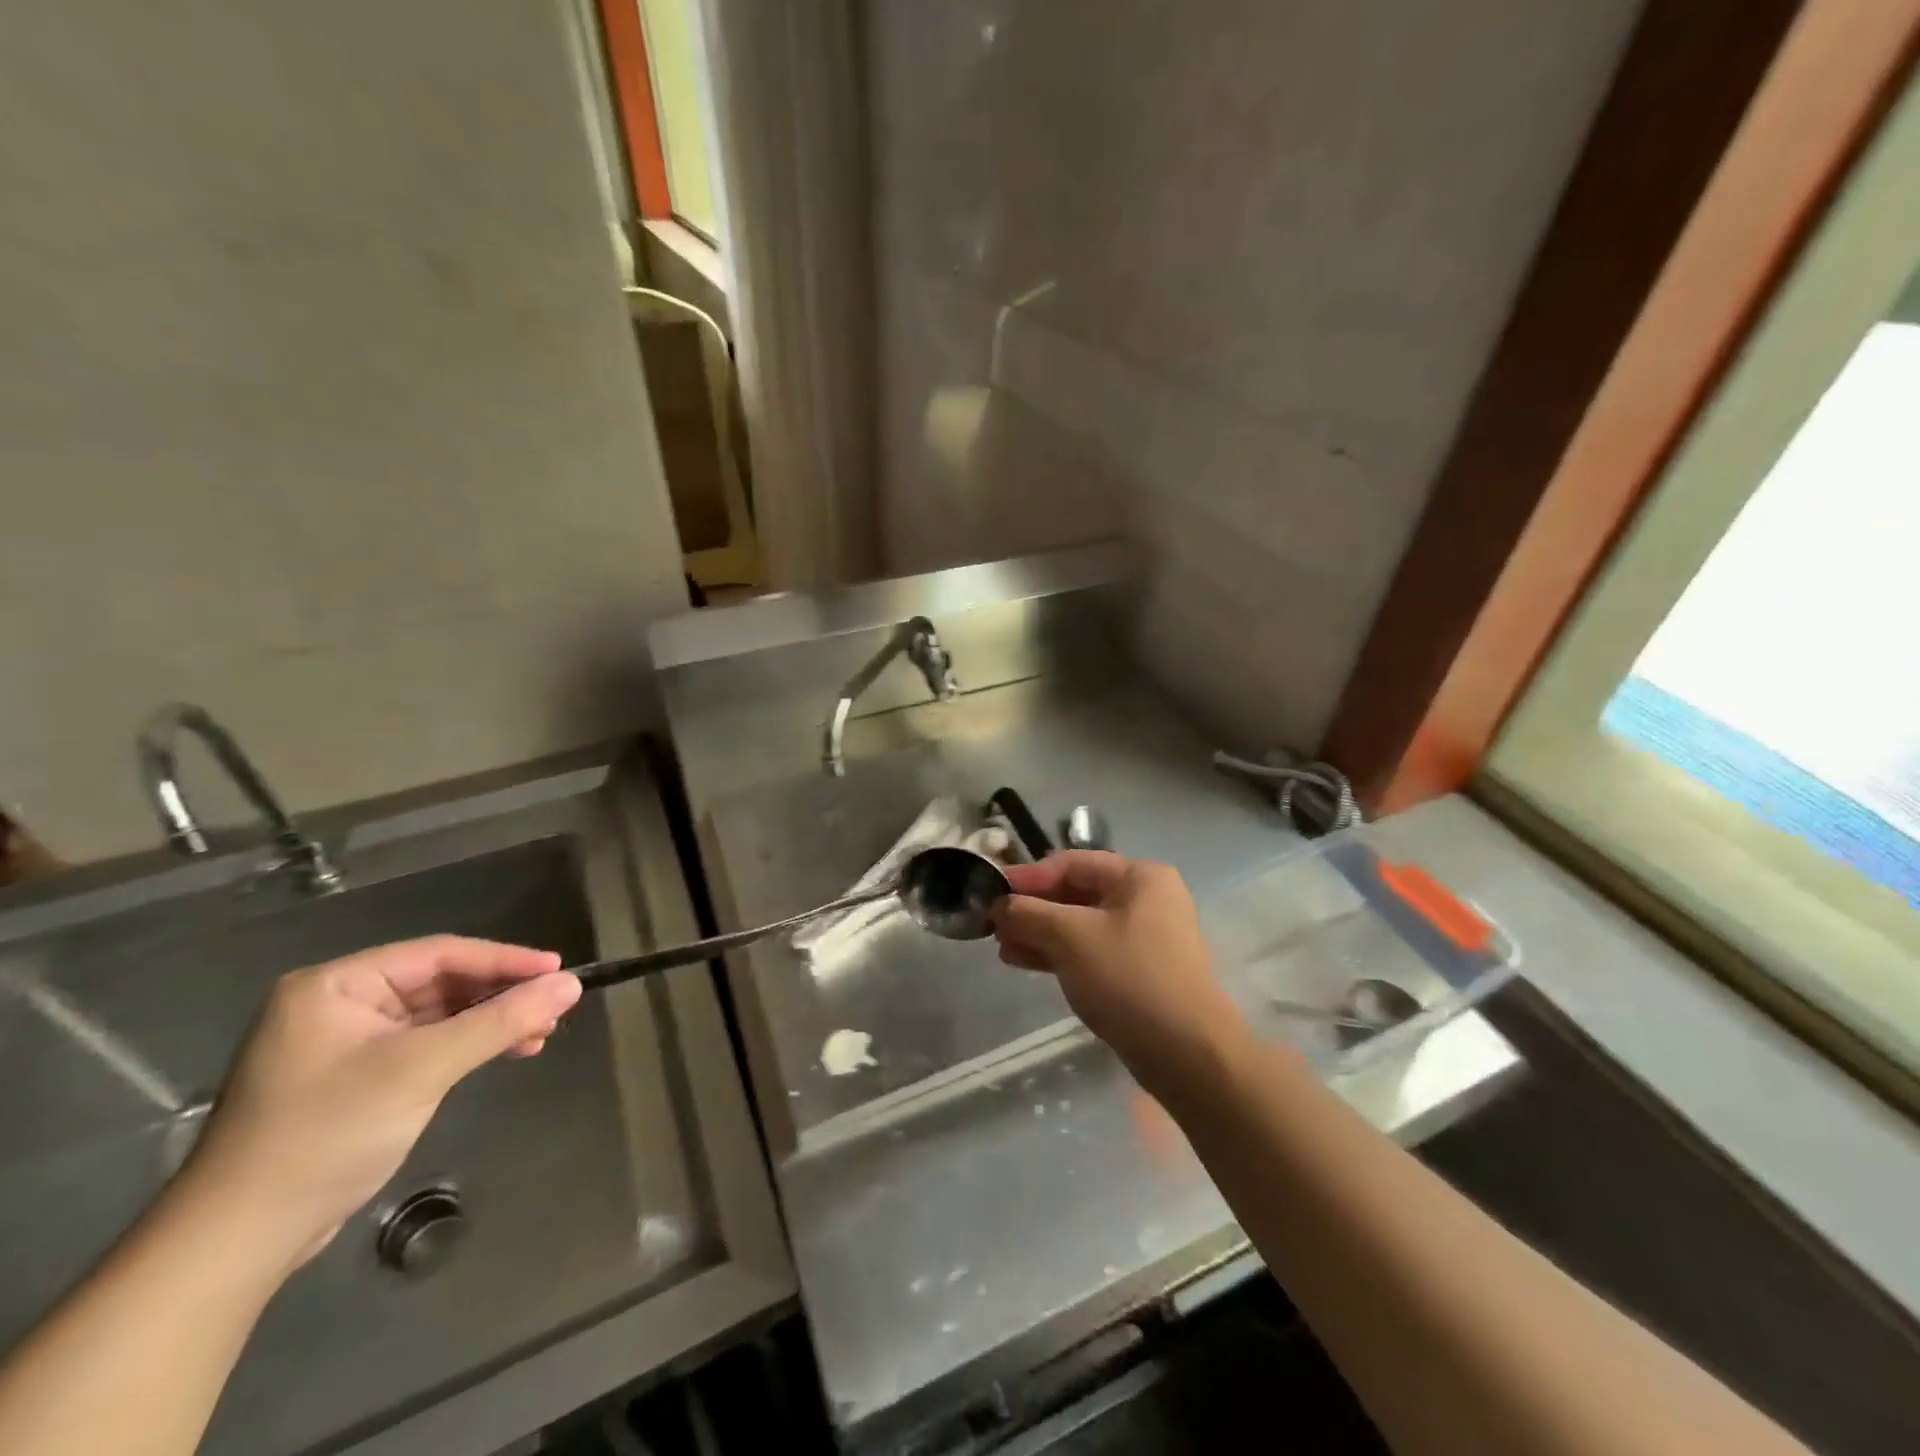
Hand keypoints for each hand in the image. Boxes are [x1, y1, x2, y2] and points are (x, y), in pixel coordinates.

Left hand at [178, 936, 581, 1270]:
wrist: (239, 1241)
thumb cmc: (326, 1135)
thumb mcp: (422, 1069)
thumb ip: (501, 1021)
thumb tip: (572, 984)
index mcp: (336, 985)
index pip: (439, 954)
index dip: (505, 959)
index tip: (560, 970)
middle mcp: (338, 1003)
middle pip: (441, 982)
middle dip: (501, 995)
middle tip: (555, 1007)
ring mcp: (346, 1042)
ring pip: (440, 1014)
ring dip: (490, 1022)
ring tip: (539, 1035)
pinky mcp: (357, 1077)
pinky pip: (427, 1043)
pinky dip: (468, 1046)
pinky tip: (505, 1053)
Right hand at [992, 852, 1246, 1092]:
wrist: (1186, 1053)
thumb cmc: (1128, 978)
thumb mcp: (1071, 937)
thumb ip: (1029, 914)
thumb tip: (999, 906)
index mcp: (1140, 877)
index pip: (1072, 863)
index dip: (1028, 876)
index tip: (991, 892)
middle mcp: (1145, 899)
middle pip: (1075, 893)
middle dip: (1032, 909)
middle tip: (993, 925)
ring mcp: (1144, 936)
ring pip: (1079, 924)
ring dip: (1040, 933)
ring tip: (1002, 947)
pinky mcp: (1138, 970)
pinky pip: (1090, 950)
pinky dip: (1058, 953)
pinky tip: (1024, 962)